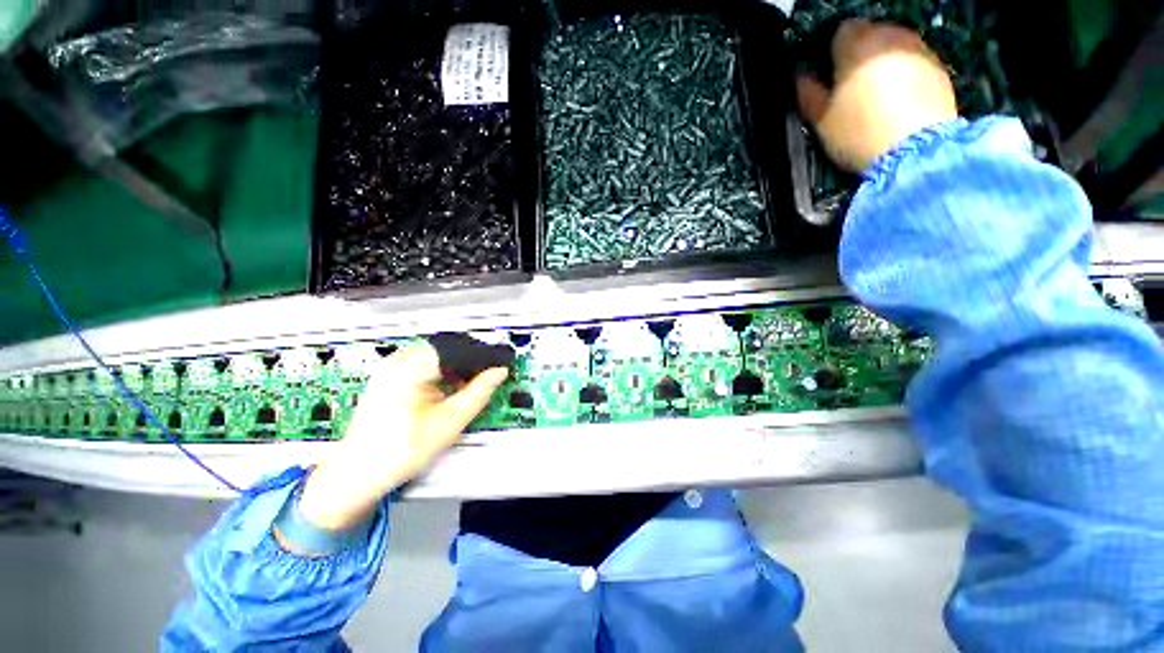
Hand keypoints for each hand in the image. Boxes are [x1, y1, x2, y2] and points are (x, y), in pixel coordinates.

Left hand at [293, 343, 507, 531]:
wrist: (358, 474)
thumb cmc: (401, 451)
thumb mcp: (450, 422)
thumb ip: (479, 392)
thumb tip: (500, 372)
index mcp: (410, 366)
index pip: (458, 348)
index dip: (482, 356)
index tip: (499, 366)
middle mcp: (398, 360)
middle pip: (447, 350)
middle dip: (469, 363)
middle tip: (488, 378)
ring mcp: (391, 368)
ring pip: (437, 357)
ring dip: (456, 369)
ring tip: (469, 388)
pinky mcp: (389, 378)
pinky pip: (424, 366)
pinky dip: (441, 375)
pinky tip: (448, 392)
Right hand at [796, 19, 957, 173]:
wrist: (915, 151)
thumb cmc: (859, 133)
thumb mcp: (821, 121)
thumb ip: (809, 95)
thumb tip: (803, 81)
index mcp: (856, 45)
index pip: (839, 33)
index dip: (831, 55)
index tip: (828, 77)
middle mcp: (890, 36)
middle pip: (870, 36)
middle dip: (859, 57)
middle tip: (850, 89)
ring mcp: (919, 49)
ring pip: (894, 48)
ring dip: (883, 65)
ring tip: (876, 98)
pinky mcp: (939, 68)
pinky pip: (914, 63)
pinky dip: (905, 76)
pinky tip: (898, 103)